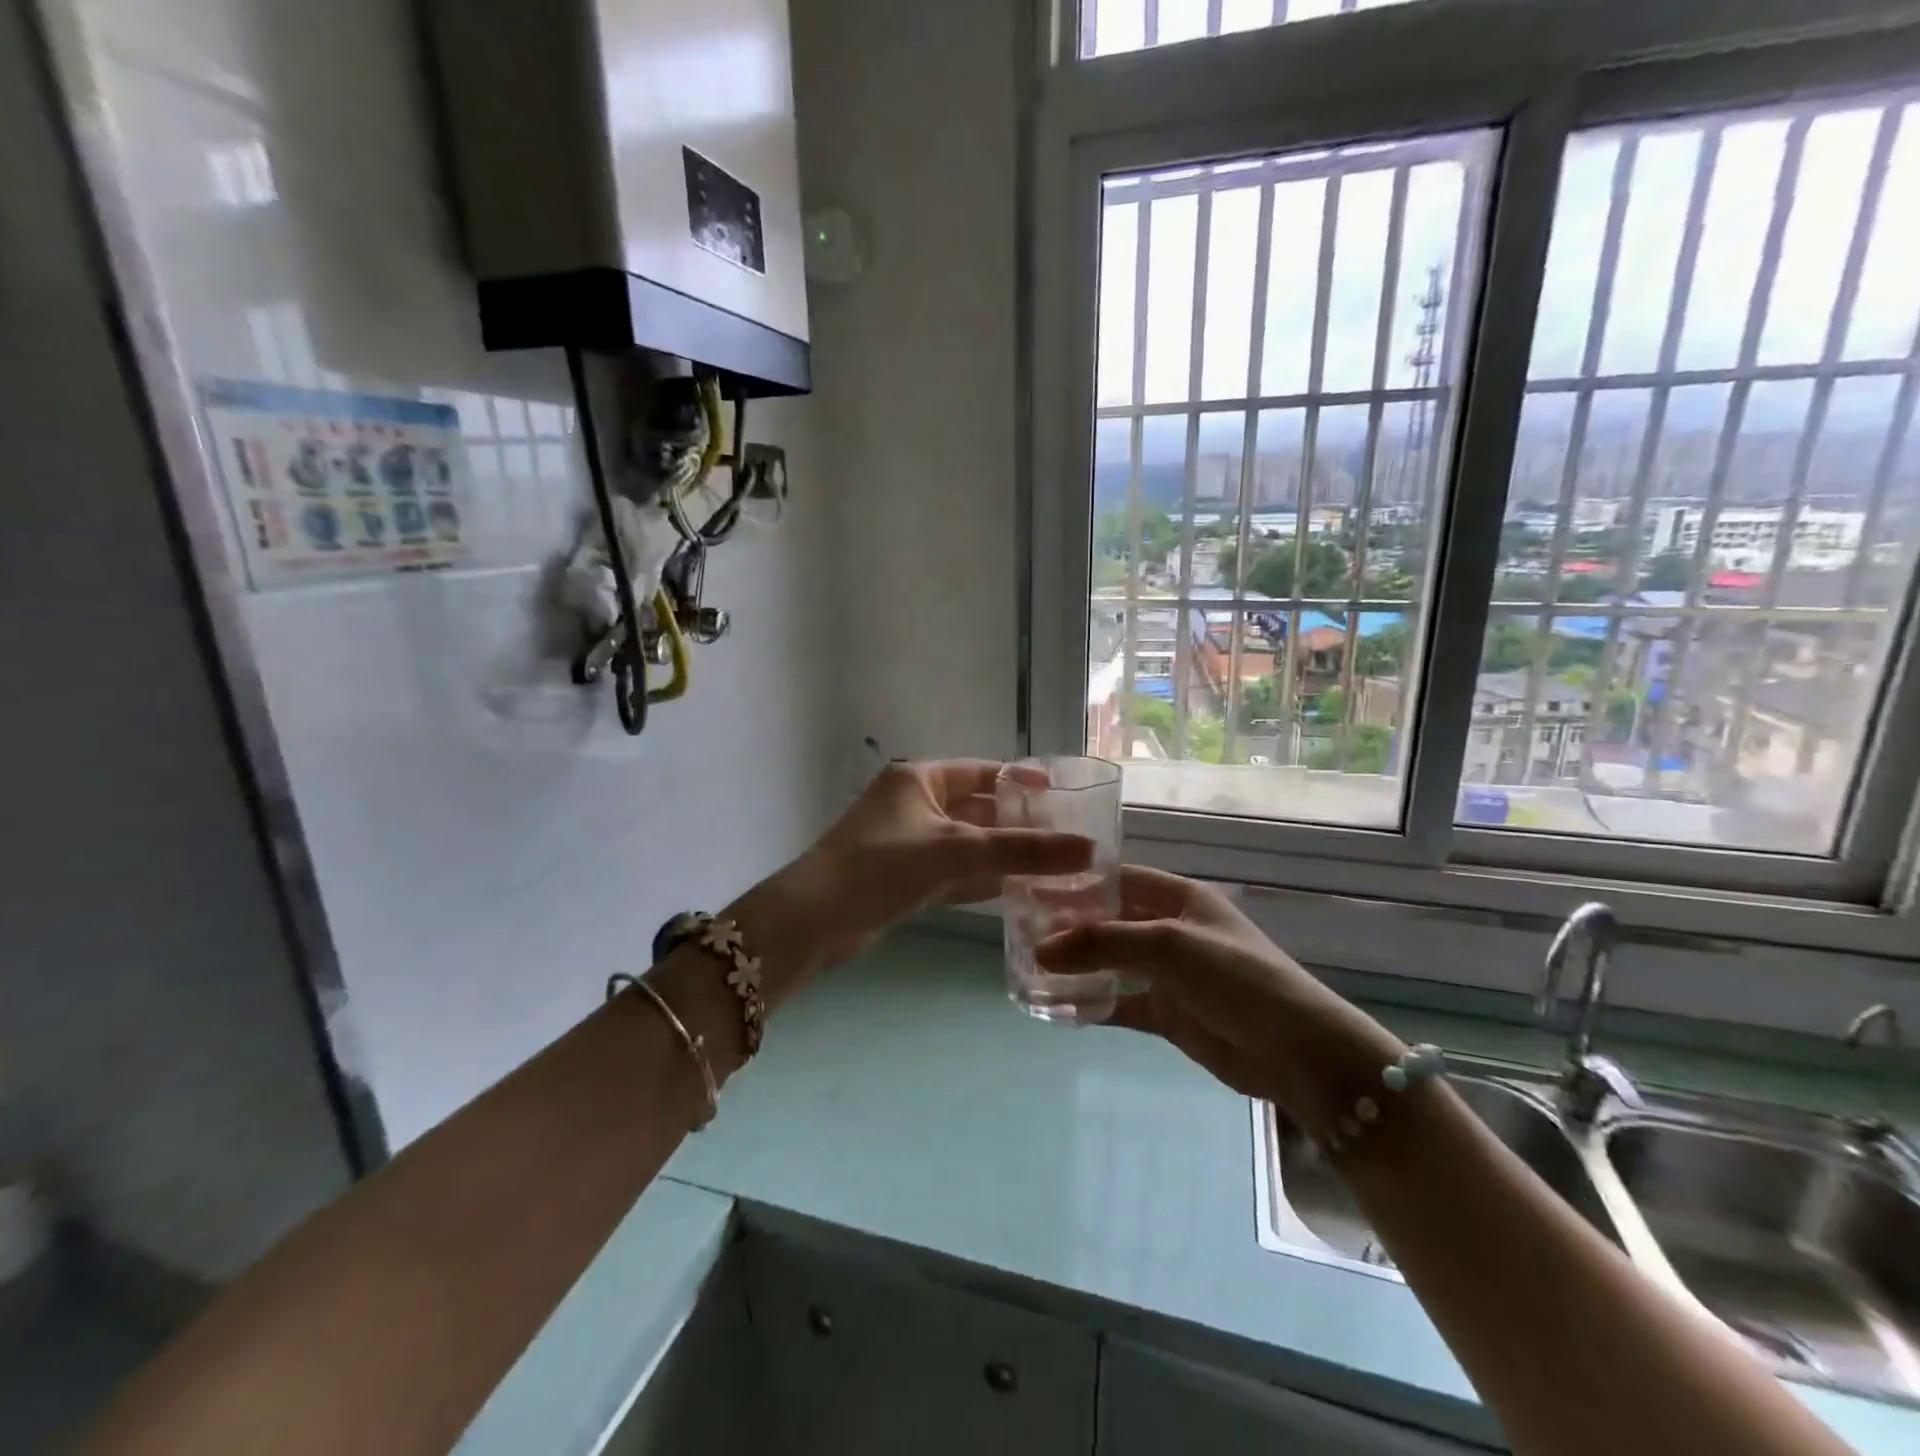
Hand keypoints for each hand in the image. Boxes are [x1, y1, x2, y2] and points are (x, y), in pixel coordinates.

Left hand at [791, 760, 1093, 966]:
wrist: (815, 921)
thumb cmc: (884, 867)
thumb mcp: (957, 852)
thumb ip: (1022, 851)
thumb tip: (1089, 849)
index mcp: (919, 779)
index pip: (981, 772)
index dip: (1021, 782)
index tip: (1061, 797)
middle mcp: (913, 804)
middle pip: (977, 809)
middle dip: (1017, 825)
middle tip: (1066, 840)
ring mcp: (907, 843)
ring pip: (967, 845)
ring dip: (1003, 857)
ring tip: (1053, 869)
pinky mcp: (903, 879)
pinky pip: (953, 873)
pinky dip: (980, 881)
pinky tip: (1016, 893)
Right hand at [1037, 867, 1403, 1137]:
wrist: (1296, 1051)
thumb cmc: (1235, 977)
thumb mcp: (1167, 946)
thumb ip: (1102, 943)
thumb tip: (1040, 950)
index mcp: (1179, 899)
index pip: (1119, 879)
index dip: (1079, 882)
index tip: (1034, 889)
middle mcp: (1171, 931)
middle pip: (1111, 921)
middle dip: (1071, 927)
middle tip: (1021, 933)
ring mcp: (1170, 975)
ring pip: (1112, 964)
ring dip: (1078, 967)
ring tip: (1029, 968)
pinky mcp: (1169, 1015)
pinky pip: (1121, 1004)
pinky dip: (1092, 1006)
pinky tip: (1057, 1009)